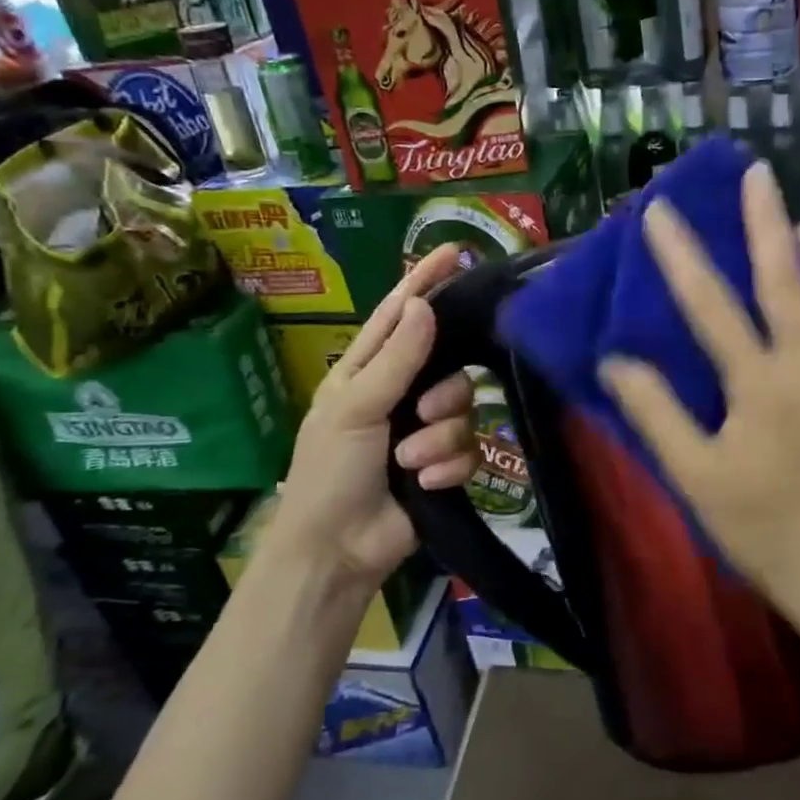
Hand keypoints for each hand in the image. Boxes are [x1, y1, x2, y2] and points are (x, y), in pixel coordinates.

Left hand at [264, 247, 476, 587]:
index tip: (454, 251)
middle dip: (441, 395)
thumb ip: (396, 358)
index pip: (401, 314)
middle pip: (450, 368)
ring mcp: (426, 431)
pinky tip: (427, 484)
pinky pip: (469, 450)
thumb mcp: (356, 408)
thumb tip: (425, 304)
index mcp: (370, 371)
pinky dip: (448, 468)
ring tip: (410, 463)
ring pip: (464, 411)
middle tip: (420, 415)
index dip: (425, 281)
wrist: (338, 548)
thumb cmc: (330, 472)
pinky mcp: (445, 464)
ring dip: (439, 440)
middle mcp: (403, 394)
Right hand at [599, 162, 799, 609]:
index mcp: (762, 385)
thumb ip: (655, 413)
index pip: (713, 306)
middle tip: (756, 174)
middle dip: (766, 220)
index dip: (682, 256)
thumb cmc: (756, 523)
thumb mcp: (693, 475)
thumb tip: (614, 360)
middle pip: (787, 277)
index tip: (659, 212)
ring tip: (794, 223)